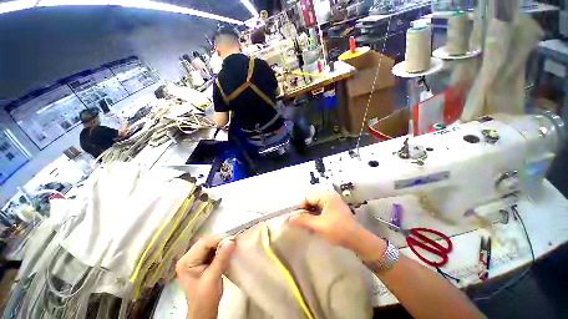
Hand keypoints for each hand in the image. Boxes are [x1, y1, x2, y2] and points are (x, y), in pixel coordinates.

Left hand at [175, 234, 235, 318]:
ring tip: (232, 244)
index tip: (232, 239)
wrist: (204, 312)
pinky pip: (213, 250)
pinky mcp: (203, 261)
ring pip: (211, 244)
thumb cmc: (205, 299)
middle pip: (206, 242)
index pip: (203, 243)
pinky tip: (228, 250)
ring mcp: (195, 259)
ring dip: (221, 244)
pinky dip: (221, 249)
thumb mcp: (212, 278)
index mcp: (186, 262)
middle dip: (220, 240)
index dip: (218, 239)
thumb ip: (221, 258)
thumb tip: (231, 240)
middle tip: (233, 241)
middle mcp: (189, 258)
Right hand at [288, 191, 385, 260]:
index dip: (300, 206)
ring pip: (314, 205)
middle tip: (301, 223)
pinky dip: (315, 216)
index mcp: (326, 195)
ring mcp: (331, 201)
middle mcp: (328, 195)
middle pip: (310, 200)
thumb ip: (303, 220)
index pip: (307, 196)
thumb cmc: (339, 231)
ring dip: (309, 214)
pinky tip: (314, 225)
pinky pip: (319, 209)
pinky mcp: (333, 208)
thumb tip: (289, 219)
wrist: (358, 240)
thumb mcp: (319, 226)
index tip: (295, 218)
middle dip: (304, 211)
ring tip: (307, 225)